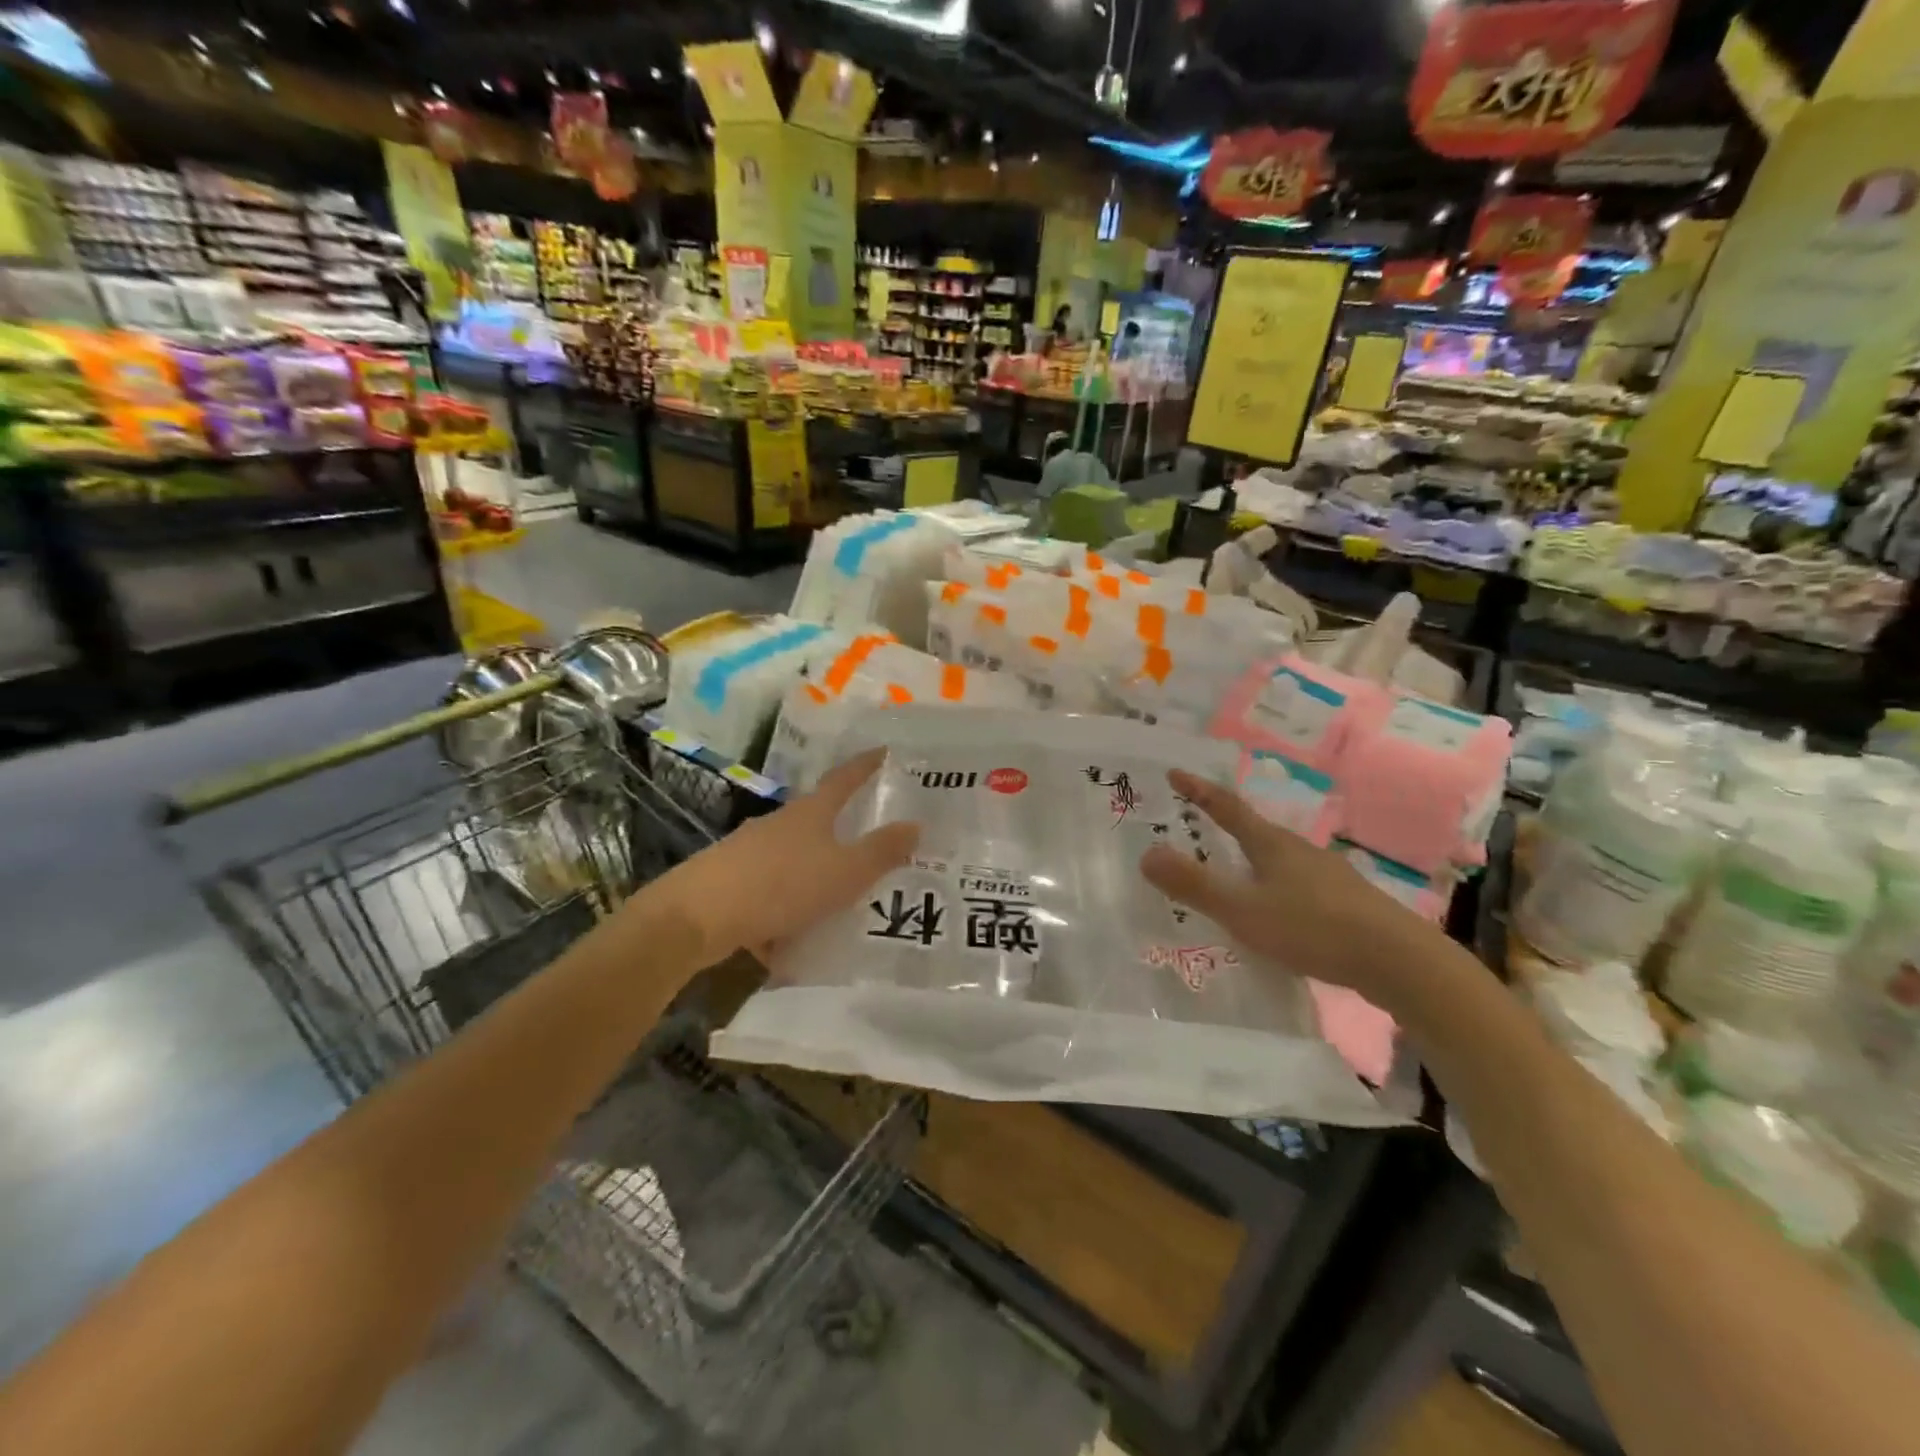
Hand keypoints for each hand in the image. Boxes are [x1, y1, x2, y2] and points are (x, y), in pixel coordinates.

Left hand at [647, 748, 920, 965]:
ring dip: (812, 877)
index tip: (885, 752)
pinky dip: (784, 911)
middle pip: (816, 819)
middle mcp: (778, 824)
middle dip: (841, 831)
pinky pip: (769, 892)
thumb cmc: (780, 885)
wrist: (696, 916)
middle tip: (869, 845)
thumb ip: (881, 852)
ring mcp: (749, 850)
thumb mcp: (843, 873)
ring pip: (792, 860)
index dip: (866, 766)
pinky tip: (789, 942)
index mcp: (810, 813)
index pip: (845, 779)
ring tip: (835, 905)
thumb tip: (916, 824)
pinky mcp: (728, 880)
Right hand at [1140, 769, 1432, 1004]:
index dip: (1199, 791)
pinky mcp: (1345, 903)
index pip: (1228, 808)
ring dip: (1250, 860)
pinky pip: (1296, 886)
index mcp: (1271, 844)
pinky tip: (1275, 913)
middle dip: (1224, 826)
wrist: (1399, 961)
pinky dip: (1273, 888)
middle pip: (1255, 831)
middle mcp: (1299, 851)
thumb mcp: (1243, 909)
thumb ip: (1194, 885)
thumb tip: (1145, 854)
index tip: (1175, 773)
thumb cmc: (1313, 927)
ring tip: (1231, 875)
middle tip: (1197, 827)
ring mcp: (1326, 876)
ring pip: (1278, 860)